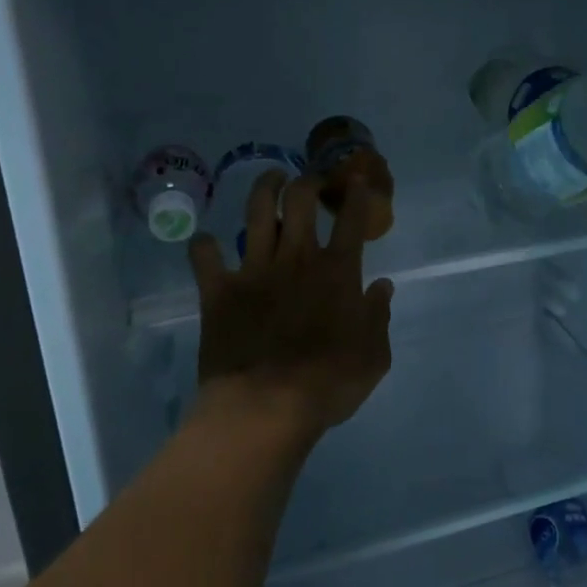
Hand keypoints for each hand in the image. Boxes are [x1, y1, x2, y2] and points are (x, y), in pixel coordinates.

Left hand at [187, 171, 394, 444]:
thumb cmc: (327, 384)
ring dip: (265, 188)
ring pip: (258, 213)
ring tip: (272, 179)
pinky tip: (206, 244)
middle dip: (309, 181)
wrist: (265, 407)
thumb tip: (382, 286)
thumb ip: (379, 316)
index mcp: (337, 272)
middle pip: (301, 200)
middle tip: (312, 181)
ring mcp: (254, 270)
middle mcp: (297, 259)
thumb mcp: (374, 356)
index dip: (359, 194)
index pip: (353, 219)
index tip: (359, 180)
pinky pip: (204, 256)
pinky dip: (204, 246)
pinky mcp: (218, 291)